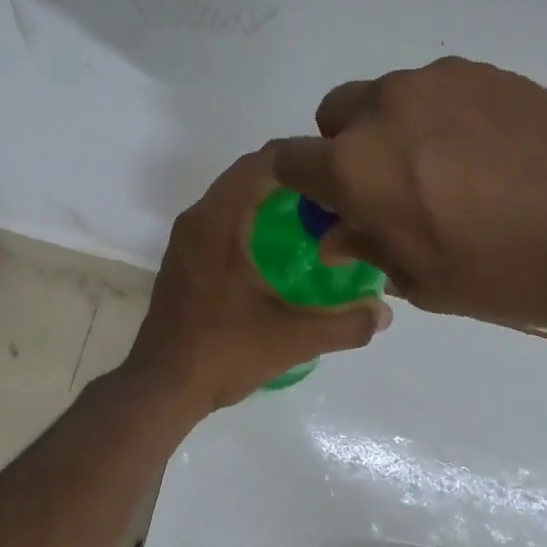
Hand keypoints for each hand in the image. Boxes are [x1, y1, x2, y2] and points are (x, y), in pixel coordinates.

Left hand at [123, 146, 391, 414]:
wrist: (162, 388)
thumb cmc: (223, 353)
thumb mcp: (293, 339)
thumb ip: (345, 324)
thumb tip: (384, 313)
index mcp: (217, 222)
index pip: (264, 162)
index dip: (305, 158)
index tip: (342, 170)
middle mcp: (197, 220)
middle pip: (248, 176)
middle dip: (293, 179)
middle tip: (337, 196)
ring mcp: (186, 242)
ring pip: (233, 200)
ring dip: (271, 201)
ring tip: (316, 219)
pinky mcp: (183, 262)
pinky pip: (222, 223)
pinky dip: (252, 222)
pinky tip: (281, 252)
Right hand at [270, 57, 546, 335]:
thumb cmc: (507, 274)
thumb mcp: (424, 281)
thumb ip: (369, 247)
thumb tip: (338, 234)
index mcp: (356, 167)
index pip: (291, 159)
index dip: (299, 183)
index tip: (323, 203)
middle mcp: (386, 109)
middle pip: (335, 113)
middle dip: (343, 148)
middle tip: (386, 189)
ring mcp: (440, 83)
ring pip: (388, 97)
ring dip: (393, 129)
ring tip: (444, 171)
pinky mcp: (489, 72)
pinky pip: (437, 90)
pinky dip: (439, 117)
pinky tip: (484, 154)